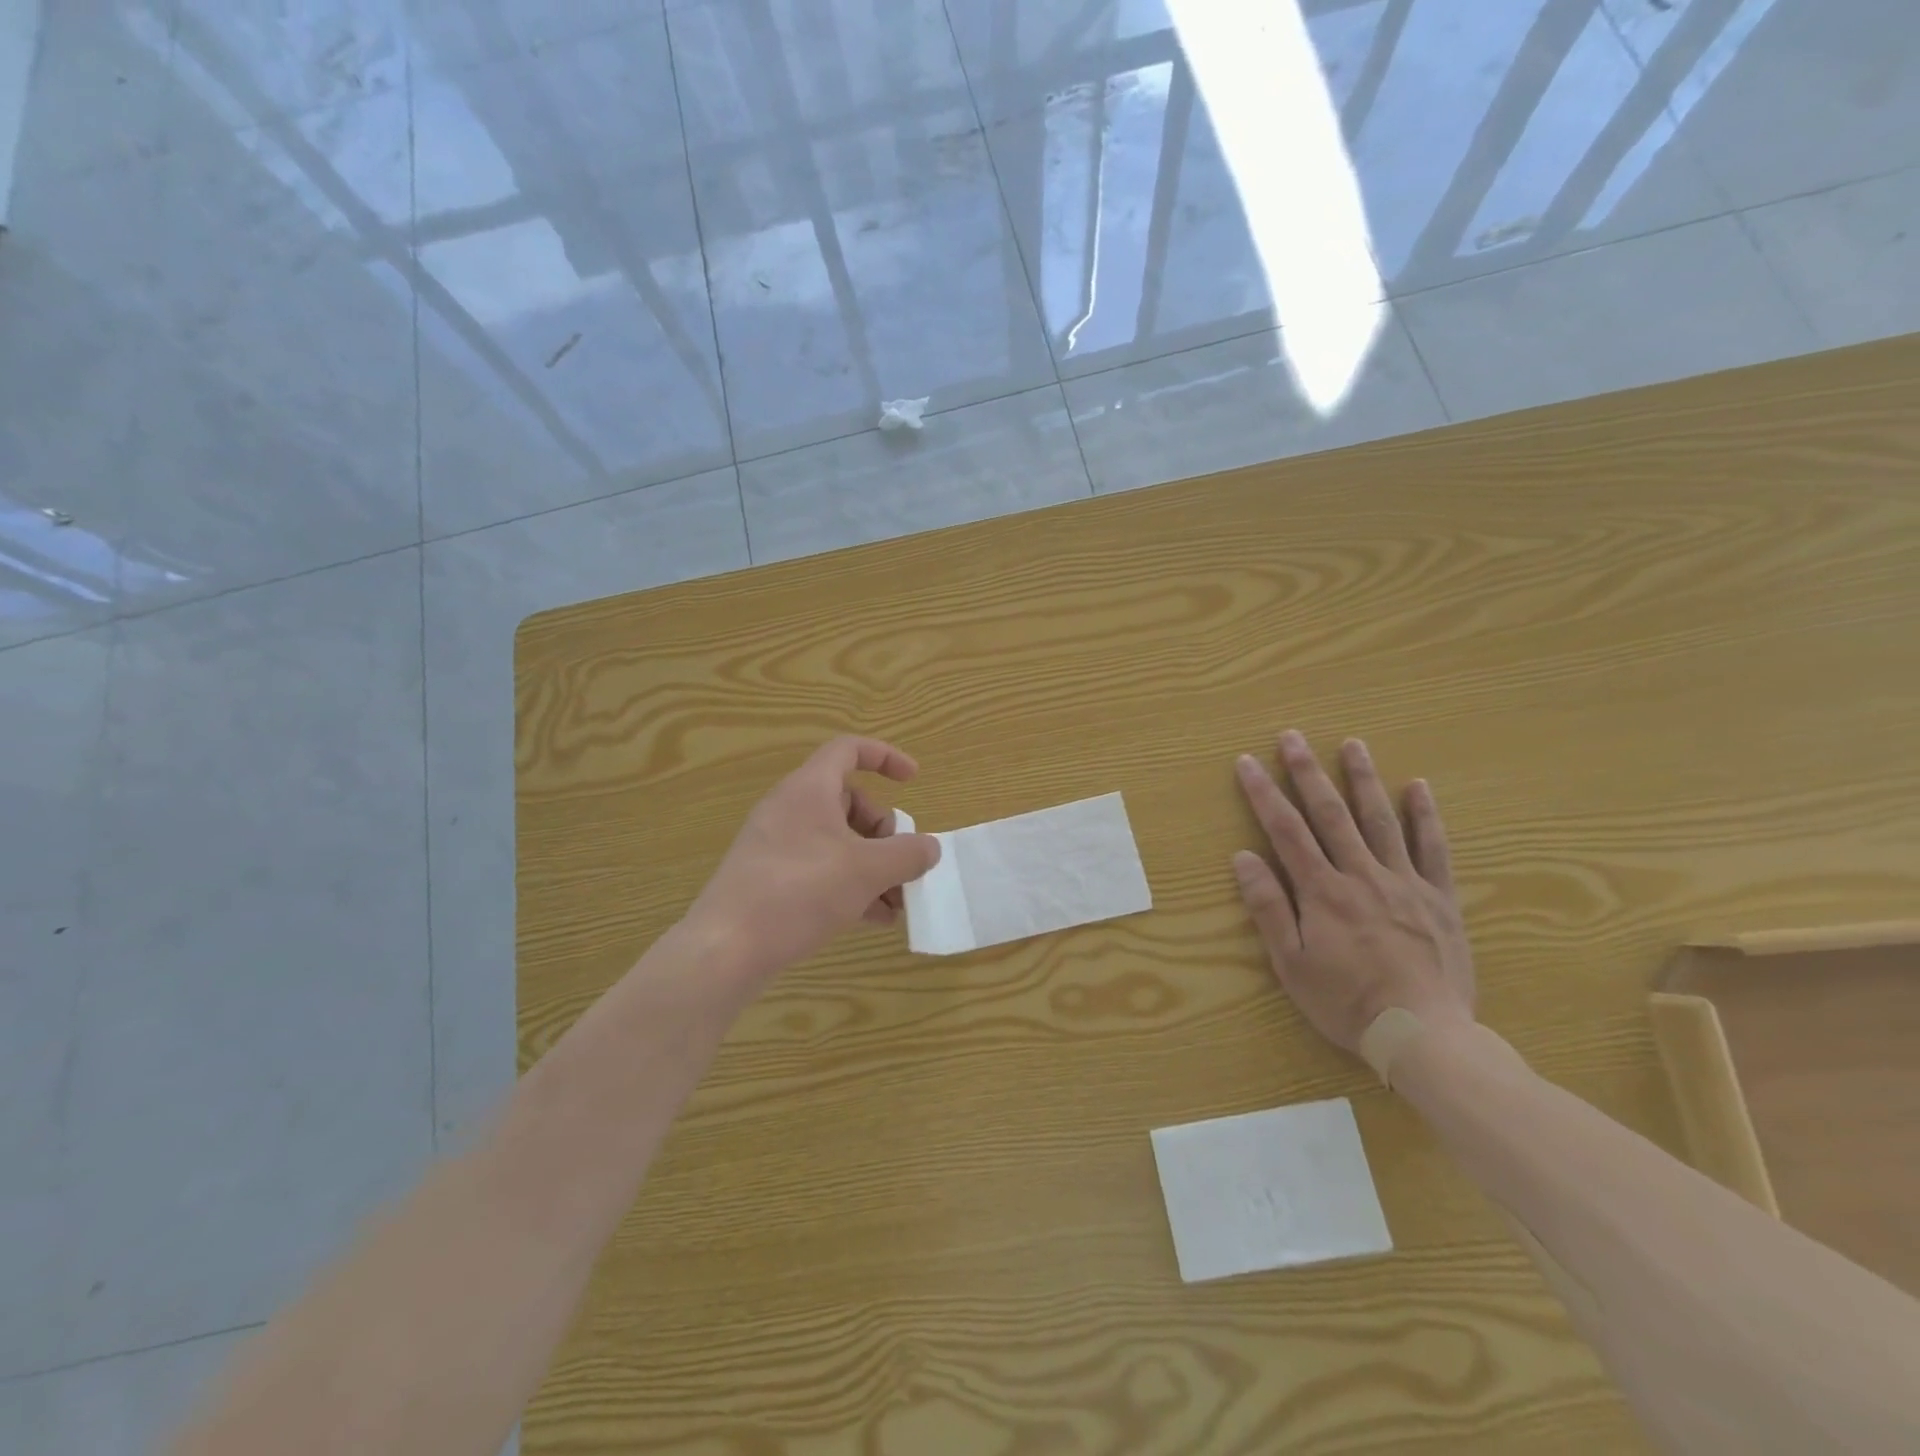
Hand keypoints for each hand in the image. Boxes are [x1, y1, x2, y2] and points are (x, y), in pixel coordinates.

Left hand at [685, 736, 940, 984]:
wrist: (726, 948)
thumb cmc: (800, 892)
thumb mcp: (866, 871)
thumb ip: (906, 854)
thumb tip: (929, 848)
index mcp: (809, 789)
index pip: (848, 750)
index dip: (885, 757)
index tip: (913, 780)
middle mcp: (790, 809)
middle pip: (851, 803)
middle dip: (885, 833)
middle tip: (902, 866)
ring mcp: (777, 845)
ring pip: (838, 842)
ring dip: (873, 867)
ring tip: (897, 904)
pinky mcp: (770, 879)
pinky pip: (820, 869)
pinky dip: (850, 886)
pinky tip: (875, 919)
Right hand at [1232, 730, 1474, 1055]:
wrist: (1423, 1035)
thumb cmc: (1345, 1001)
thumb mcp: (1290, 963)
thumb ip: (1268, 907)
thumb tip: (1243, 857)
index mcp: (1322, 891)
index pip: (1285, 830)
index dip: (1264, 793)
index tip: (1247, 762)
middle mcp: (1361, 875)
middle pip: (1330, 813)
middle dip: (1307, 771)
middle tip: (1292, 736)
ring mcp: (1404, 882)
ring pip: (1380, 819)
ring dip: (1363, 778)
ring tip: (1352, 743)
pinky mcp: (1438, 897)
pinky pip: (1433, 848)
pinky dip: (1425, 815)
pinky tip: (1418, 787)